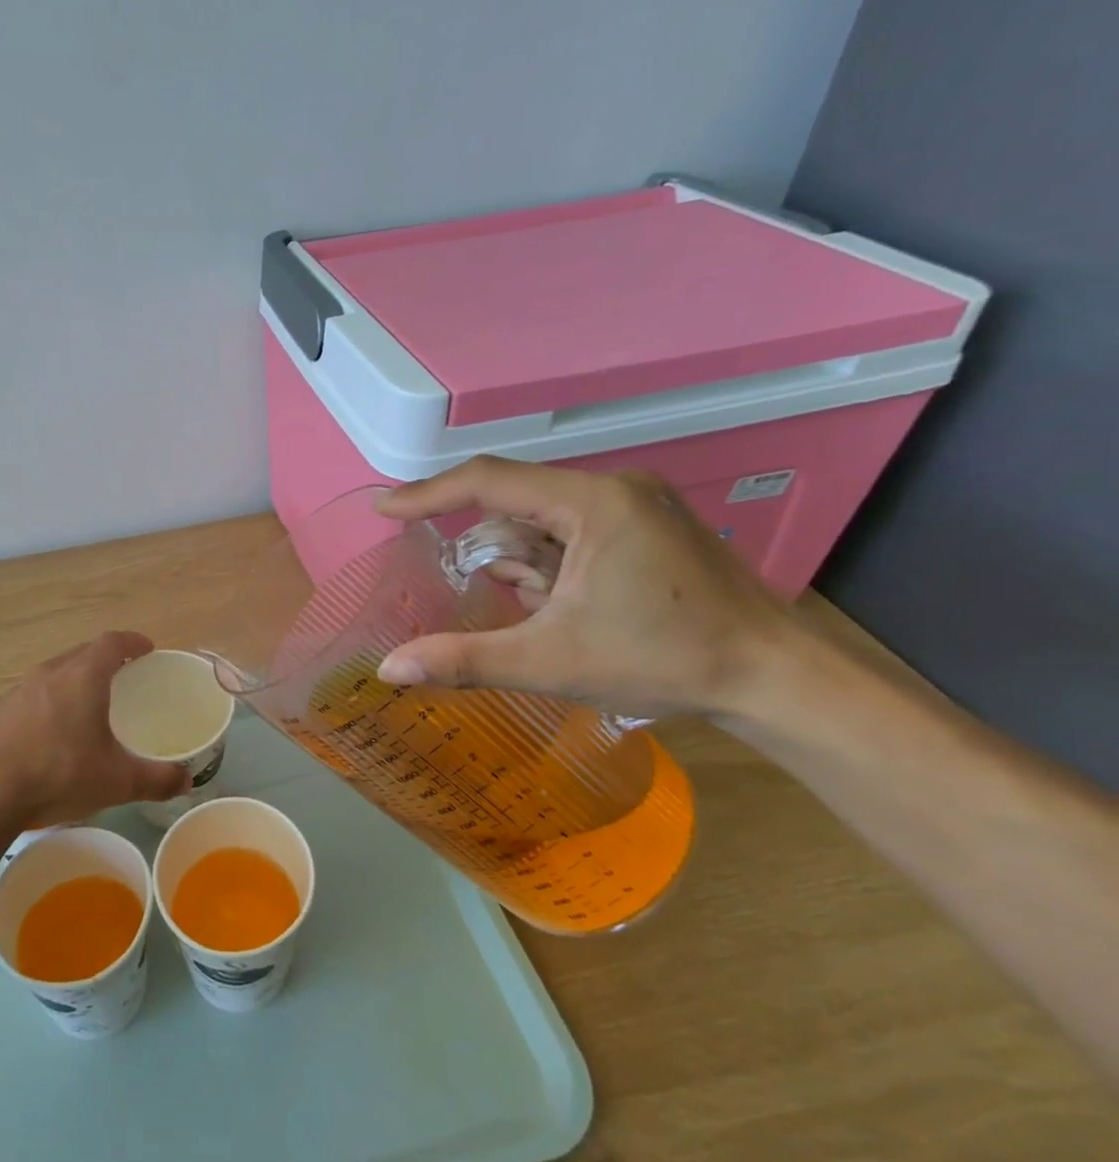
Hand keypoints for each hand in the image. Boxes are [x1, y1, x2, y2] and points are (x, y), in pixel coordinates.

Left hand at [0, 632, 190, 827]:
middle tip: (121, 677)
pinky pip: (28, 698)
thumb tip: (187, 780)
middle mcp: (49, 673)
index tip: (146, 649)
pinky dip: (45, 705)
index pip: (111, 642)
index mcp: (83, 677)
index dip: (131, 642)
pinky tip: (46, 733)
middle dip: (103, 659)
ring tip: (84, 705)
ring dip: (71, 681)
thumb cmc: (60, 775)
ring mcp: (18, 691)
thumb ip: (157, 779)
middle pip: (81, 653)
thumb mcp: (117, 782)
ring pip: (52, 674)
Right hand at [375, 457, 799, 718]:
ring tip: (536, 611)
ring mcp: (637, 505)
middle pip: (517, 501)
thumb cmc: (664, 661)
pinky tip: (560, 604)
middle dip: (486, 545)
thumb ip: (463, 660)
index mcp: (593, 502)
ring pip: (545, 520)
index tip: (383, 509)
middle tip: (454, 578)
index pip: (489, 480)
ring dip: (521, 560)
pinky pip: (573, 532)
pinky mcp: (649, 527)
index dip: (428, 494)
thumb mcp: (550, 662)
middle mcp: (615, 488)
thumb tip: (388, 670)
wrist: (778, 681)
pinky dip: (549, 563)